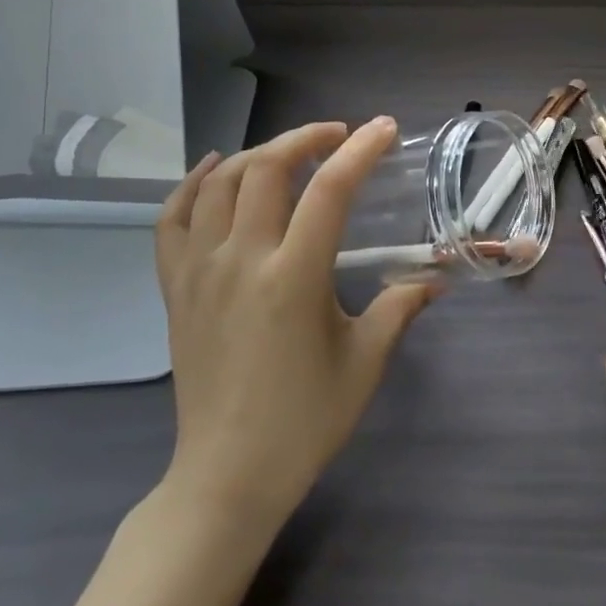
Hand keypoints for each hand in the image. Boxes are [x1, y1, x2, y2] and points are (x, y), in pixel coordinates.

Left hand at [155, 118, 439, 524]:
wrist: (227, 476)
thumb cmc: (304, 421)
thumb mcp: (364, 362)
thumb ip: (399, 307)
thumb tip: (434, 278)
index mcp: (293, 278)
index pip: (329, 190)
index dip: (360, 150)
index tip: (382, 129)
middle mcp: (241, 261)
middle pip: (266, 169)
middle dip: (305, 138)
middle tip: (337, 137)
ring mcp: (199, 272)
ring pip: (218, 183)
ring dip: (256, 154)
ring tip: (287, 153)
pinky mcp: (174, 289)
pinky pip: (171, 220)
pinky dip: (191, 184)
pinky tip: (213, 169)